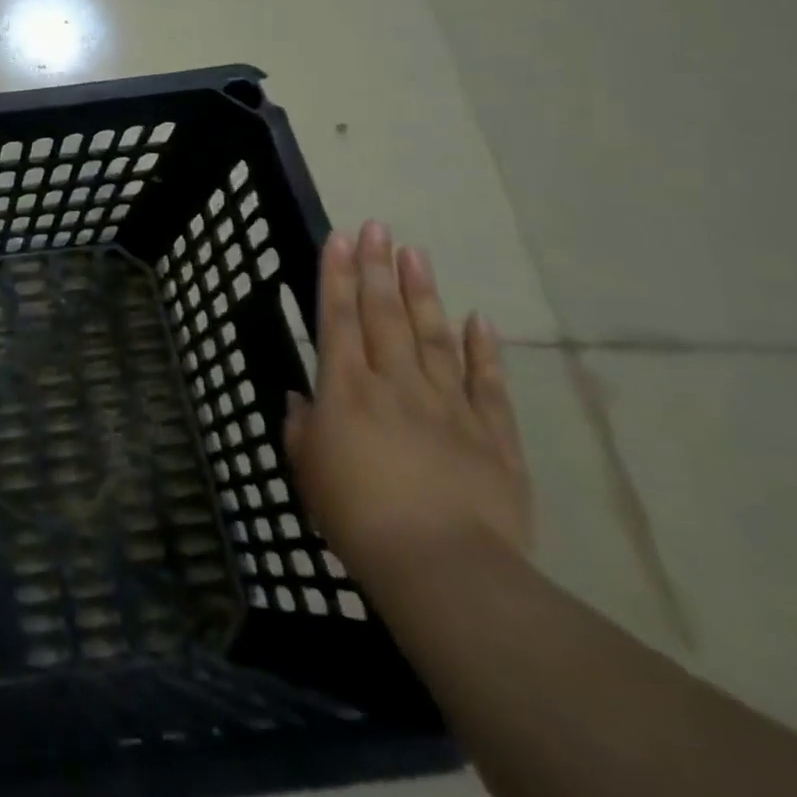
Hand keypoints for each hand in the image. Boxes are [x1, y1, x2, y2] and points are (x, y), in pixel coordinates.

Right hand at [284, 222, 531, 584]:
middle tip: (380, 227)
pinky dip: (484, 351)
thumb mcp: (309, 471)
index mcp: (347, 389)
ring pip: (434, 337)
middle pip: (385, 315)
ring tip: (417, 254)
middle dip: (378, 268)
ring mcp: (448, 407)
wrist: (443, 569)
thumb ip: (303, 428)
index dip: (337, 275)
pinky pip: (488, 385)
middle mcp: (395, 384)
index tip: (341, 237)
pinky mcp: (493, 437)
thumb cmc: (357, 516)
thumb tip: (303, 401)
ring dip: (423, 293)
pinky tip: (480, 319)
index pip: (338, 318)